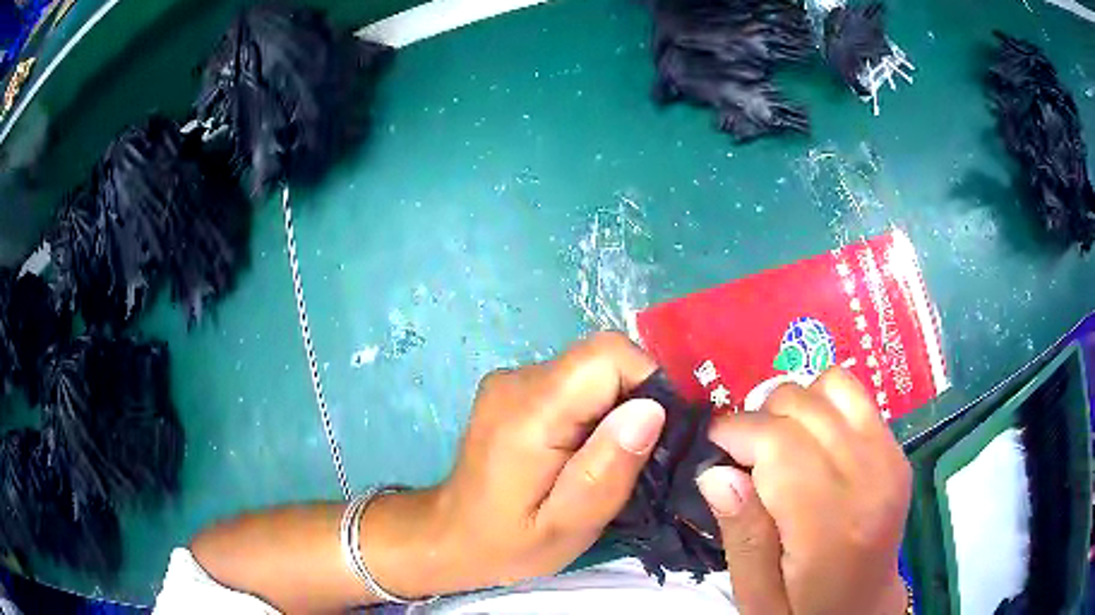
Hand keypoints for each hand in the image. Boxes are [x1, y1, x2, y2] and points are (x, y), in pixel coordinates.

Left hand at [364, 332, 665, 597]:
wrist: (454, 534)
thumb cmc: (512, 541)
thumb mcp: (570, 524)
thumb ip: (607, 469)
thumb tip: (651, 409)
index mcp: (529, 411)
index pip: (607, 355)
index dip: (646, 384)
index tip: (656, 434)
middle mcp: (518, 379)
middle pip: (601, 358)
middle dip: (633, 400)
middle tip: (630, 456)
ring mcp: (511, 379)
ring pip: (590, 369)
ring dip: (612, 407)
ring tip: (601, 458)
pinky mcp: (513, 387)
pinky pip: (572, 381)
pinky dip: (592, 408)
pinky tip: (578, 449)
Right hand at [696, 368, 910, 614]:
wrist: (865, 608)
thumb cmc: (805, 610)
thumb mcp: (757, 597)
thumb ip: (741, 536)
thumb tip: (715, 472)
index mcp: (833, 527)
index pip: (780, 443)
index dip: (735, 432)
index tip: (712, 450)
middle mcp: (870, 479)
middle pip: (804, 406)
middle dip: (760, 419)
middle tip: (743, 458)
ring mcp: (890, 458)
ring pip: (832, 385)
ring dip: (795, 407)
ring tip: (779, 446)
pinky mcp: (896, 450)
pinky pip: (855, 395)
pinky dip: (824, 406)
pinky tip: (812, 444)